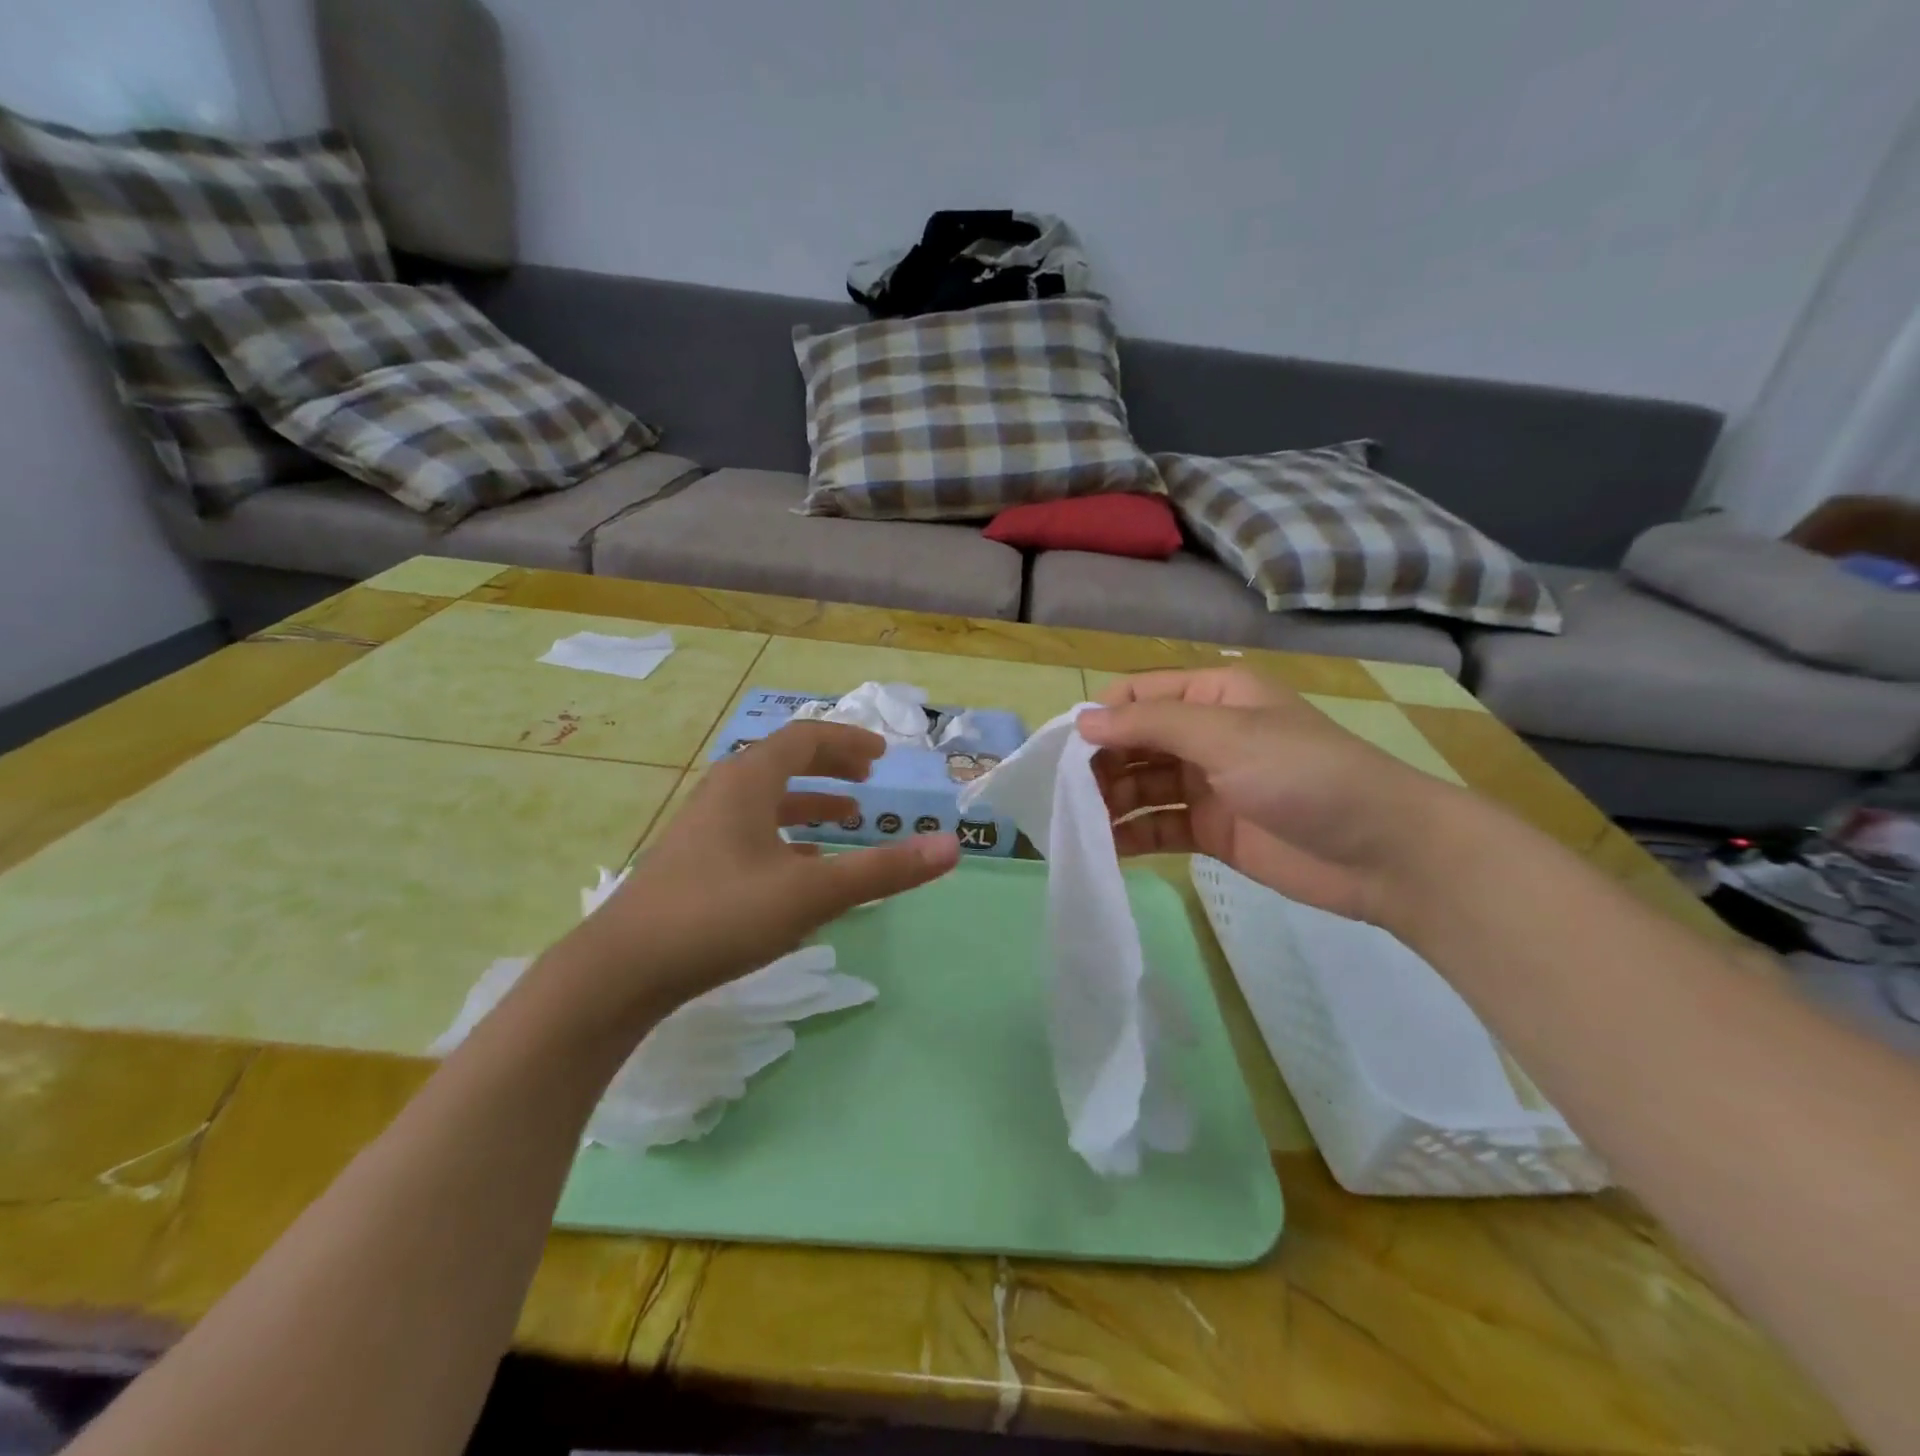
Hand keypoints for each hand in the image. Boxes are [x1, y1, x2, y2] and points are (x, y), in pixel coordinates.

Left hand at [555, 721, 959, 1020]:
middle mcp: (723, 793)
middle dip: (831, 767)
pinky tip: (802, 869)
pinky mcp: (693, 863)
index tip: (882, 755)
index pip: (805, 738)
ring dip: (810, 804)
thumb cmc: (720, 915)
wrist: (621, 970)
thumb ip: (883, 870)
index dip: (848, 741)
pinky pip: (751, 832)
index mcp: (748, 781)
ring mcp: (703, 829)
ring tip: (847, 820)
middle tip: (868, 780)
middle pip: (784, 763)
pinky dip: (786, 837)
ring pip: (766, 801)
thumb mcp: (811, 893)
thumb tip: (952, 846)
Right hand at [1078, 667, 1459, 922]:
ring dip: (1110, 800)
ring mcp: (1208, 785)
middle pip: (1136, 742)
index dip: (1101, 716)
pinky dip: (1131, 835)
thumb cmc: (1303, 774)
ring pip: (1143, 786)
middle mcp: (1206, 736)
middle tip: (1063, 792)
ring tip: (1076, 822)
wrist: (1382, 852)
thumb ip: (1151, 726)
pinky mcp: (1212, 831)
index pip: (1140, 695)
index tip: (1062, 747)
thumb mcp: (1225, 736)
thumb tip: (1083, 720)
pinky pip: (1160, 826)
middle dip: (1100, 763)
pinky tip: (1103, 847)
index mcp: (1213, 697)